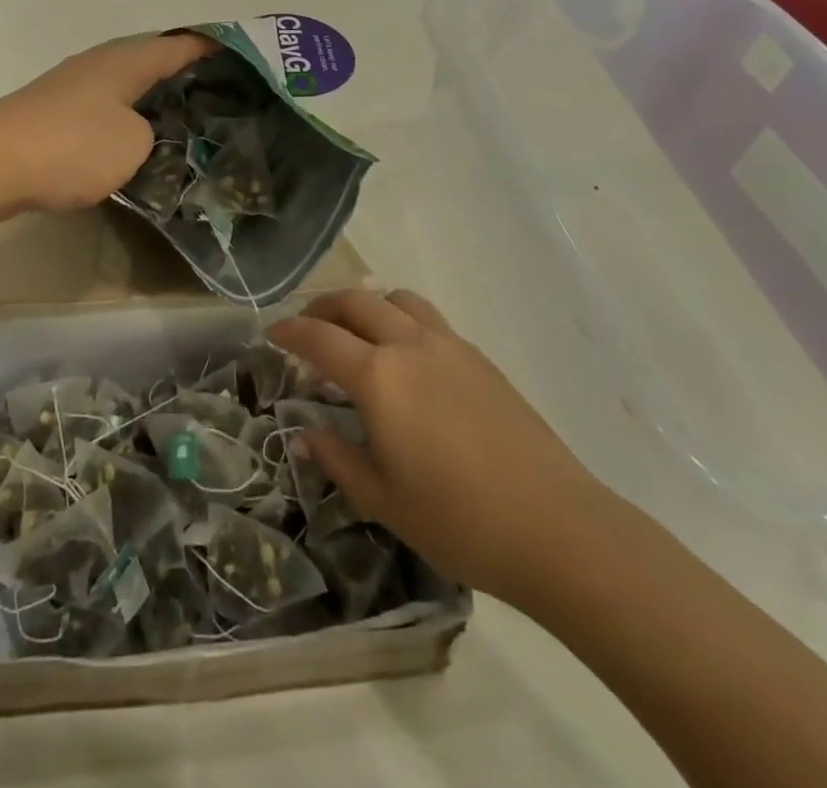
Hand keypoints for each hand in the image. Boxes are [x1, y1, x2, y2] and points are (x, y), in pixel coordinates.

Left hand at [0, 32, 211, 216]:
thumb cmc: (70, 146)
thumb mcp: (132, 144)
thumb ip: (151, 134)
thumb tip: (139, 134)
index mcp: (125, 61)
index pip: (178, 45)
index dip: (209, 47)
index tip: (239, 51)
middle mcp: (99, 64)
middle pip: (151, 60)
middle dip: (183, 72)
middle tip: (219, 90)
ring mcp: (72, 87)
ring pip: (126, 86)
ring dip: (153, 97)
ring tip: (184, 116)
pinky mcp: (53, 114)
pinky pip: (104, 108)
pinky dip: (126, 118)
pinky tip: (135, 140)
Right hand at [269, 289, 621, 611]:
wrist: (555, 527)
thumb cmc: (458, 520)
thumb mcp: (382, 499)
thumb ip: (338, 458)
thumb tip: (307, 432)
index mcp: (379, 376)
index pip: (319, 338)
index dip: (289, 331)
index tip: (271, 332)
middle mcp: (410, 345)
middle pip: (357, 301)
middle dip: (323, 306)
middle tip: (307, 324)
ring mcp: (450, 346)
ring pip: (398, 299)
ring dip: (368, 304)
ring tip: (357, 329)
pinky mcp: (480, 358)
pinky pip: (428, 319)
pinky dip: (402, 319)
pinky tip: (406, 358)